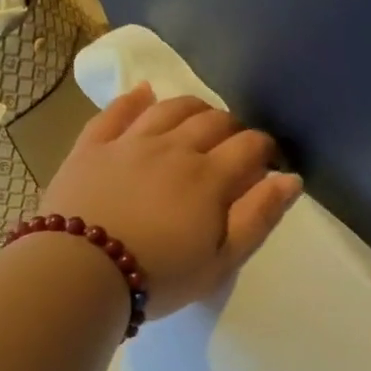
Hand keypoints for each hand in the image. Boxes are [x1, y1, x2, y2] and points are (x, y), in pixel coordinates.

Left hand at [38, 84, 302, 318]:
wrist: (80, 273)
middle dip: (232, 128)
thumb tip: (291, 179)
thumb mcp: (221, 261)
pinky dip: (134, 99)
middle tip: (233, 145)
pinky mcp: (92, 146)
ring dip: (192, 108)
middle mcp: (174, 148)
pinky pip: (116, 111)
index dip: (265, 149)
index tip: (268, 161)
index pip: (249, 146)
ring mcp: (130, 142)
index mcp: (210, 177)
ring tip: (199, 118)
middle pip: (212, 121)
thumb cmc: (159, 276)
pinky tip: (144, 93)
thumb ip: (259, 217)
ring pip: (169, 108)